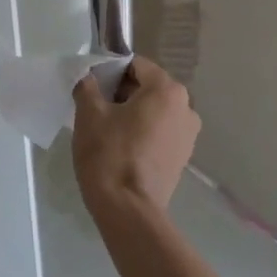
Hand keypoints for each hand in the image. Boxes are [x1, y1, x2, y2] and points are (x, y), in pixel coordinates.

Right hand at [72, 56, 200, 218]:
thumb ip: (88, 86)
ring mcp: (188, 134)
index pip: (136, 65)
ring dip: (132, 113)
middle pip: (148, 86)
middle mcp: (186, 107)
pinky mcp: (183, 157)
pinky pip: (160, 131)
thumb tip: (88, 77)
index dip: (111, 71)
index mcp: (167, 90)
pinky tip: (122, 147)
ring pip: (154, 110)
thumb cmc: (109, 154)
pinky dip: (143, 132)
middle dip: (122, 92)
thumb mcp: (89, 114)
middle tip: (96, 108)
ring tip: (107, 129)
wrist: (129, 211)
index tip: (92, 86)